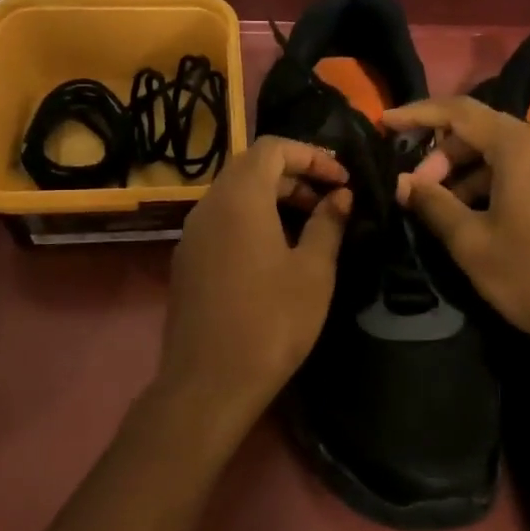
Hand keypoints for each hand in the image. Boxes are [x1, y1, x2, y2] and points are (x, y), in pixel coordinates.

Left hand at [158, 136, 351, 426]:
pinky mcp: (187, 260)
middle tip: (331, 200)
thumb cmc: (271, 322)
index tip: (342, 180)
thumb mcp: (313, 271)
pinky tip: (277, 251)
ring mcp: (192, 234)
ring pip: (235, 195)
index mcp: (240, 198)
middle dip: (295, 175)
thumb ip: (328, 224)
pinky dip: (252, 219)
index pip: (273, 148)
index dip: (311, 155)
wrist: (209, 382)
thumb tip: (341, 196)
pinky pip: (222, 221)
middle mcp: (209, 205)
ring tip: (310, 225)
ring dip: (274, 198)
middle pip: (252, 168)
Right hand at [387, 96, 529, 371]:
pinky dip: (495, 182)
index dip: (418, 114)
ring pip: (505, 153)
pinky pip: (527, 171)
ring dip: (468, 171)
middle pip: (483, 130)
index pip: (460, 112)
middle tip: (417, 188)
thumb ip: (433, 204)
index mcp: (520, 149)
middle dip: (443, 153)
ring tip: (443, 207)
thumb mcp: (472, 244)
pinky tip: (479, 215)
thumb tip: (403, 182)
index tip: (386, 124)